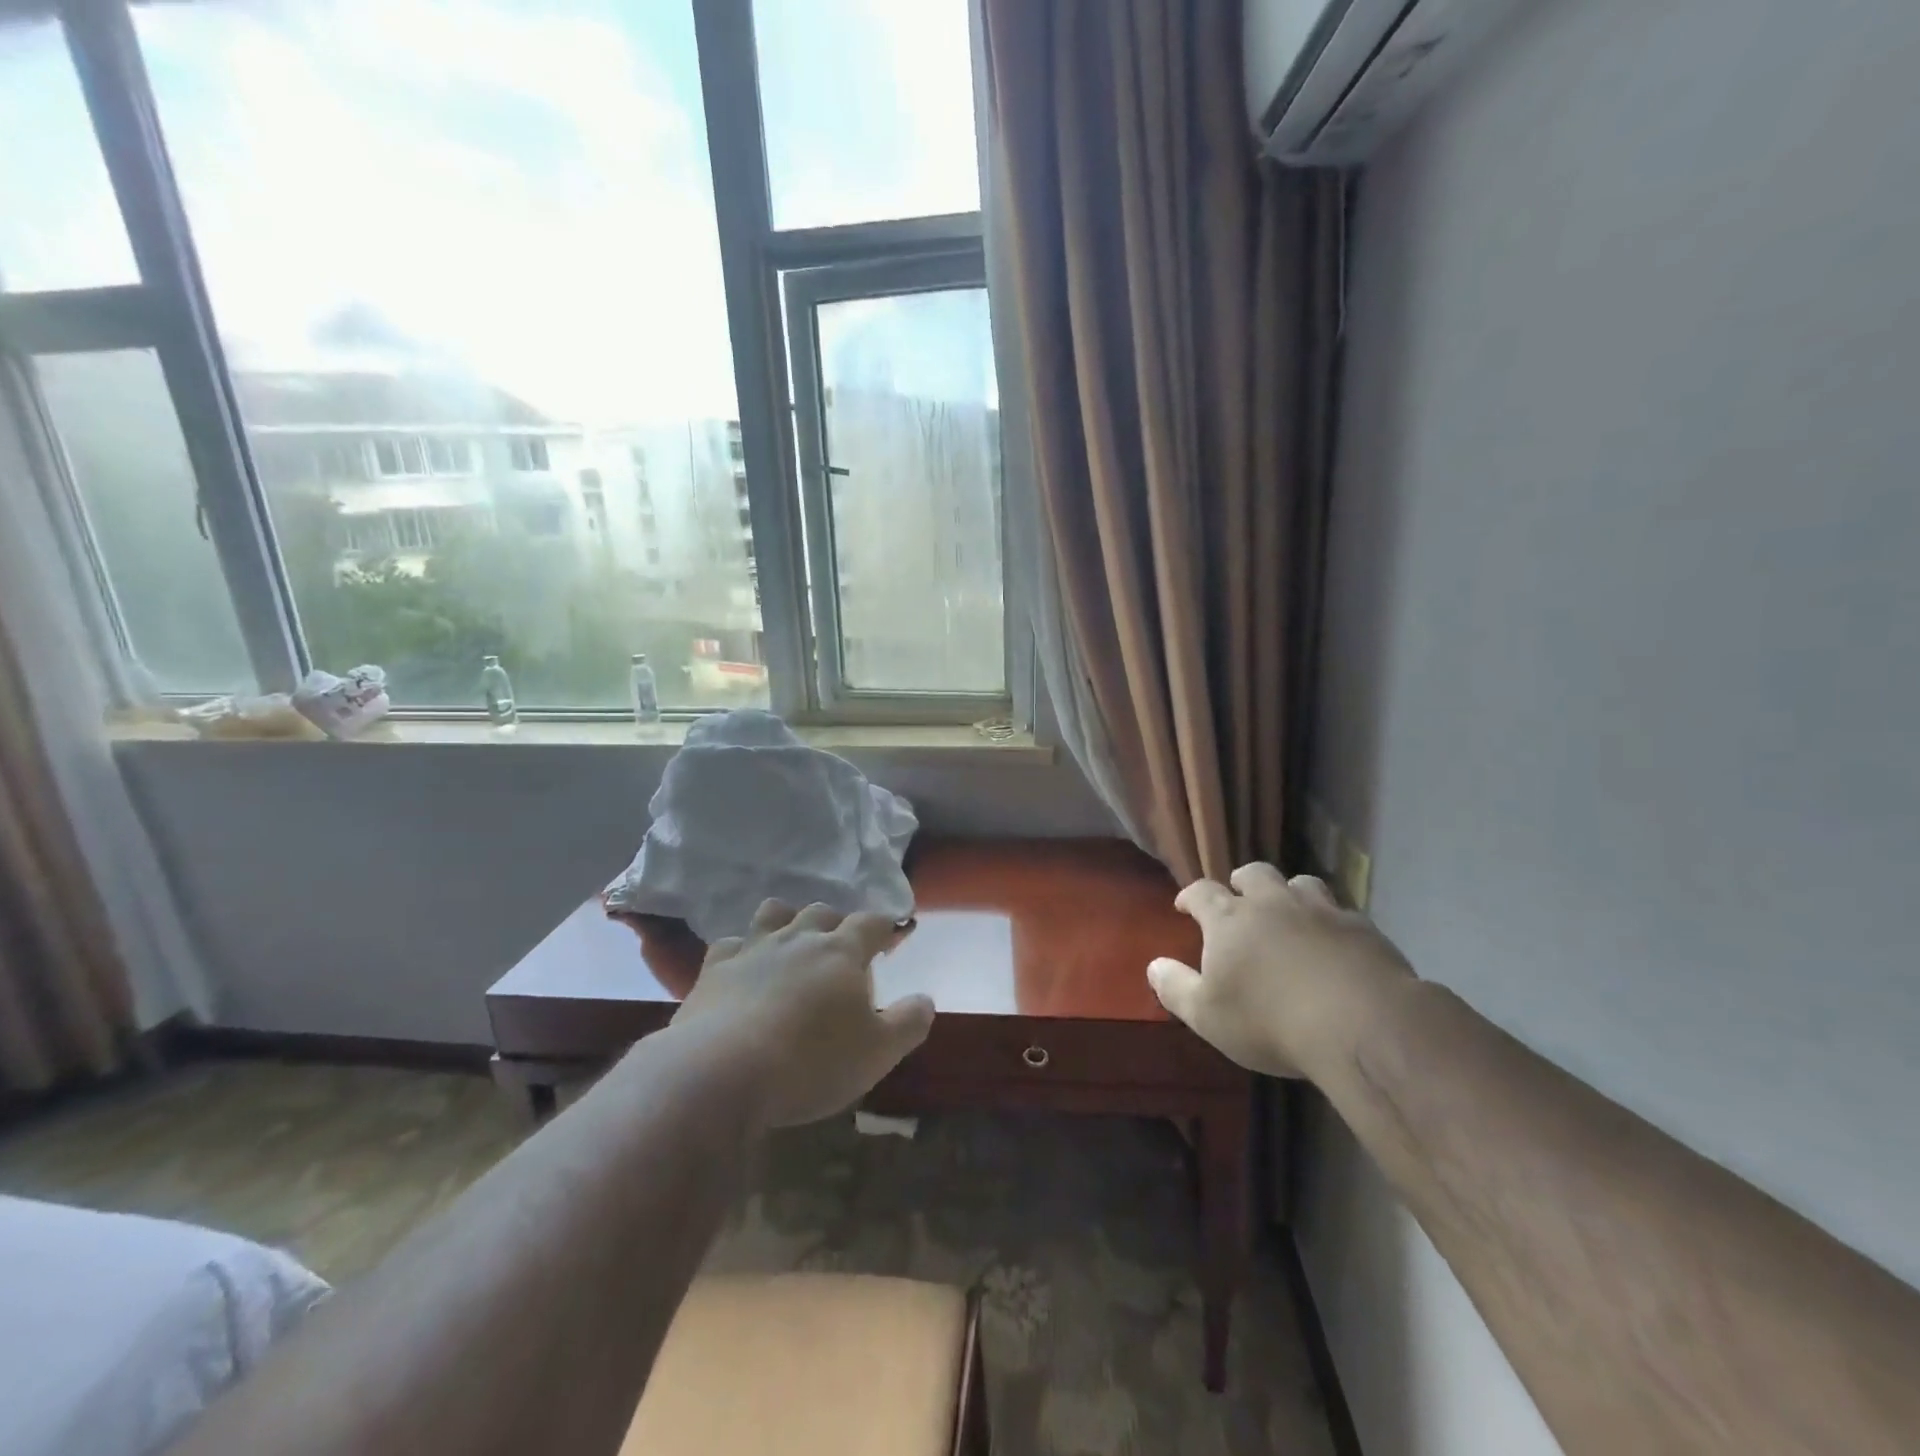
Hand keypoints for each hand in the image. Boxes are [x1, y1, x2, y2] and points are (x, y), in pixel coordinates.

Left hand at [672, 899, 934, 1127]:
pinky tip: (743, 970)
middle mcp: (798, 939)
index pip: (871, 922)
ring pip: (773, 914)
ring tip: (792, 943)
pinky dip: (741, 952)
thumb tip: (926, 1000)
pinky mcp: (714, 971)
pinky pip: (730, 945)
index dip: (885, 927)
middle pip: (821, 912)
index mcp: (841, 951)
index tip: (892, 938)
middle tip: (841, 950)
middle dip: (835, 924)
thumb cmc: (811, 1061)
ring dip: (787, 921)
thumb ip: (908, 1023)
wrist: (721, 1074)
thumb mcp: (877, 1053)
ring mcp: (753, 950)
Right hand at [1147, 864, 1414, 1079]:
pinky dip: (1331, 923)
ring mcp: (1321, 911)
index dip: (1190, 896)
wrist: (1361, 1026)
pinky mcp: (1363, 929)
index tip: (1185, 906)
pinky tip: (1335, 945)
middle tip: (1240, 899)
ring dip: (1290, 894)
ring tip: (1289, 914)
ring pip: (1301, 883)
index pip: (1202, 892)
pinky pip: (1342, 913)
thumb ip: (1176, 988)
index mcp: (1230, 920)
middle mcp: (1273, 904)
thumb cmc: (1270, 1022)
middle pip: (1254, 873)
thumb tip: (1153, 965)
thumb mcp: (1207, 1016)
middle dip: (1242, 882)